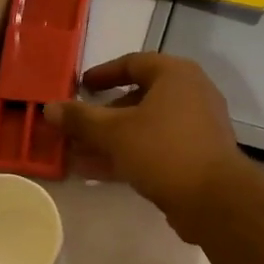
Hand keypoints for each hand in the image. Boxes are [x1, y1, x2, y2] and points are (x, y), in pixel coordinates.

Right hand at [45, 54, 248, 232]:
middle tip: (75, 126)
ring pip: (145, 126)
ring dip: (111, 139)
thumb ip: (80, 119)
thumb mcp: (115, 132)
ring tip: (77, 154)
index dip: (103, 74)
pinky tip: (98, 172)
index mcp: (176, 75)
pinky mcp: (197, 156)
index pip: (133, 63)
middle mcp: (191, 94)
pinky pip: (156, 148)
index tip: (80, 86)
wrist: (215, 199)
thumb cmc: (164, 150)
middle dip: (103, 115)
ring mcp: (197, 126)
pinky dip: (129, 155)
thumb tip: (49, 107)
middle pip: (139, 97)